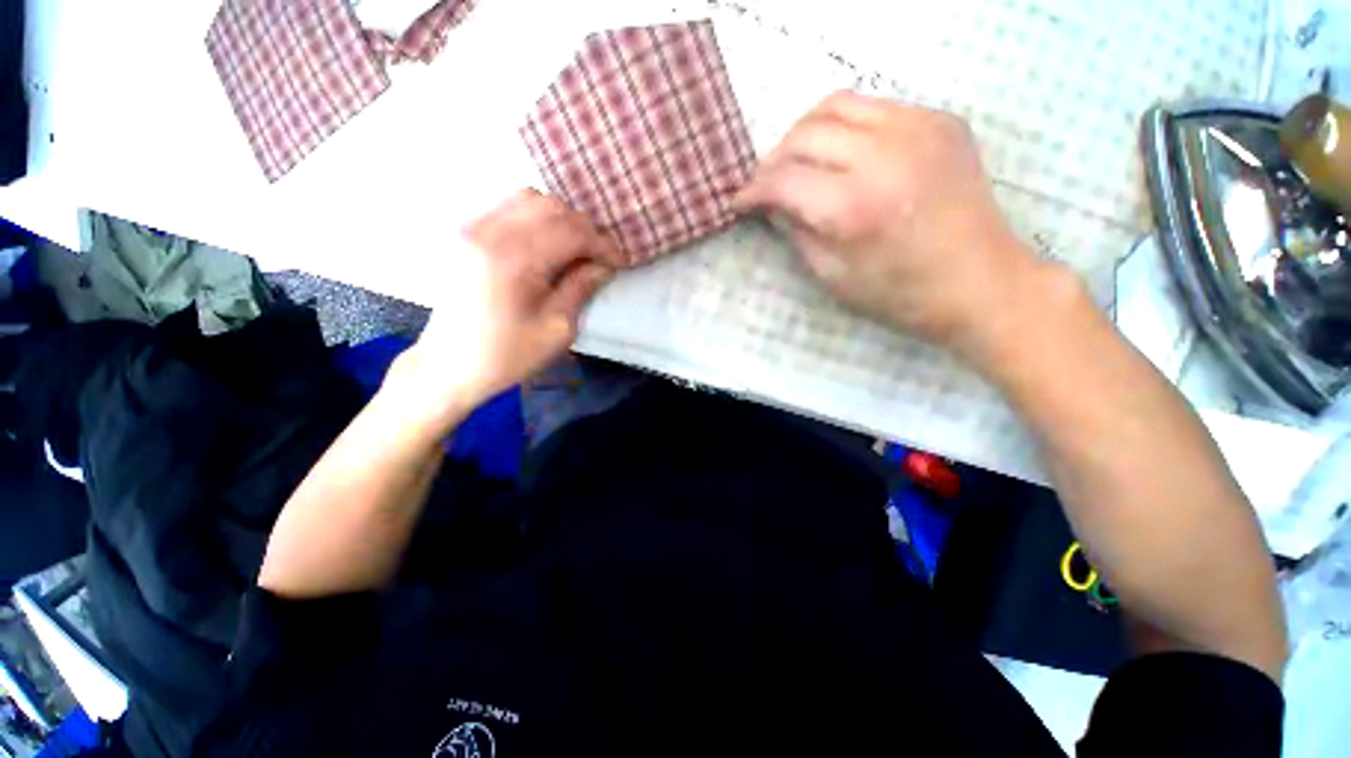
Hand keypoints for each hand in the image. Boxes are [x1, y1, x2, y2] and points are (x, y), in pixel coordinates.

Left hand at [389, 190, 620, 424]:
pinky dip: (537, 218)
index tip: (619, 263)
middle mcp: (490, 232)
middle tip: (598, 258)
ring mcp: (473, 228)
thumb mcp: (557, 329)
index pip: (571, 231)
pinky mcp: (467, 233)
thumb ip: (581, 288)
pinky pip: (509, 207)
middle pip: (552, 207)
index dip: (602, 244)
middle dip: (584, 230)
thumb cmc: (507, 355)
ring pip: (530, 199)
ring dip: (561, 220)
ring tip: (575, 250)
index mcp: (514, 260)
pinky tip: (547, 244)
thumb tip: (603, 265)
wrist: (449, 366)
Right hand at [734, 92, 1050, 361]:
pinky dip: (844, 127)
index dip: (753, 190)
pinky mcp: (939, 120)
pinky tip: (842, 154)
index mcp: (854, 208)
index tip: (740, 201)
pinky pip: (873, 107)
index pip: (783, 180)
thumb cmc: (900, 294)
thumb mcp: (833, 277)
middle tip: (767, 185)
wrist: (981, 282)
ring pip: (836, 105)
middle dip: (774, 159)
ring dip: (804, 133)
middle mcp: (884, 155)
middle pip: (805, 134)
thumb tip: (771, 206)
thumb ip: (796, 233)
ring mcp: (918, 128)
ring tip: (797, 162)